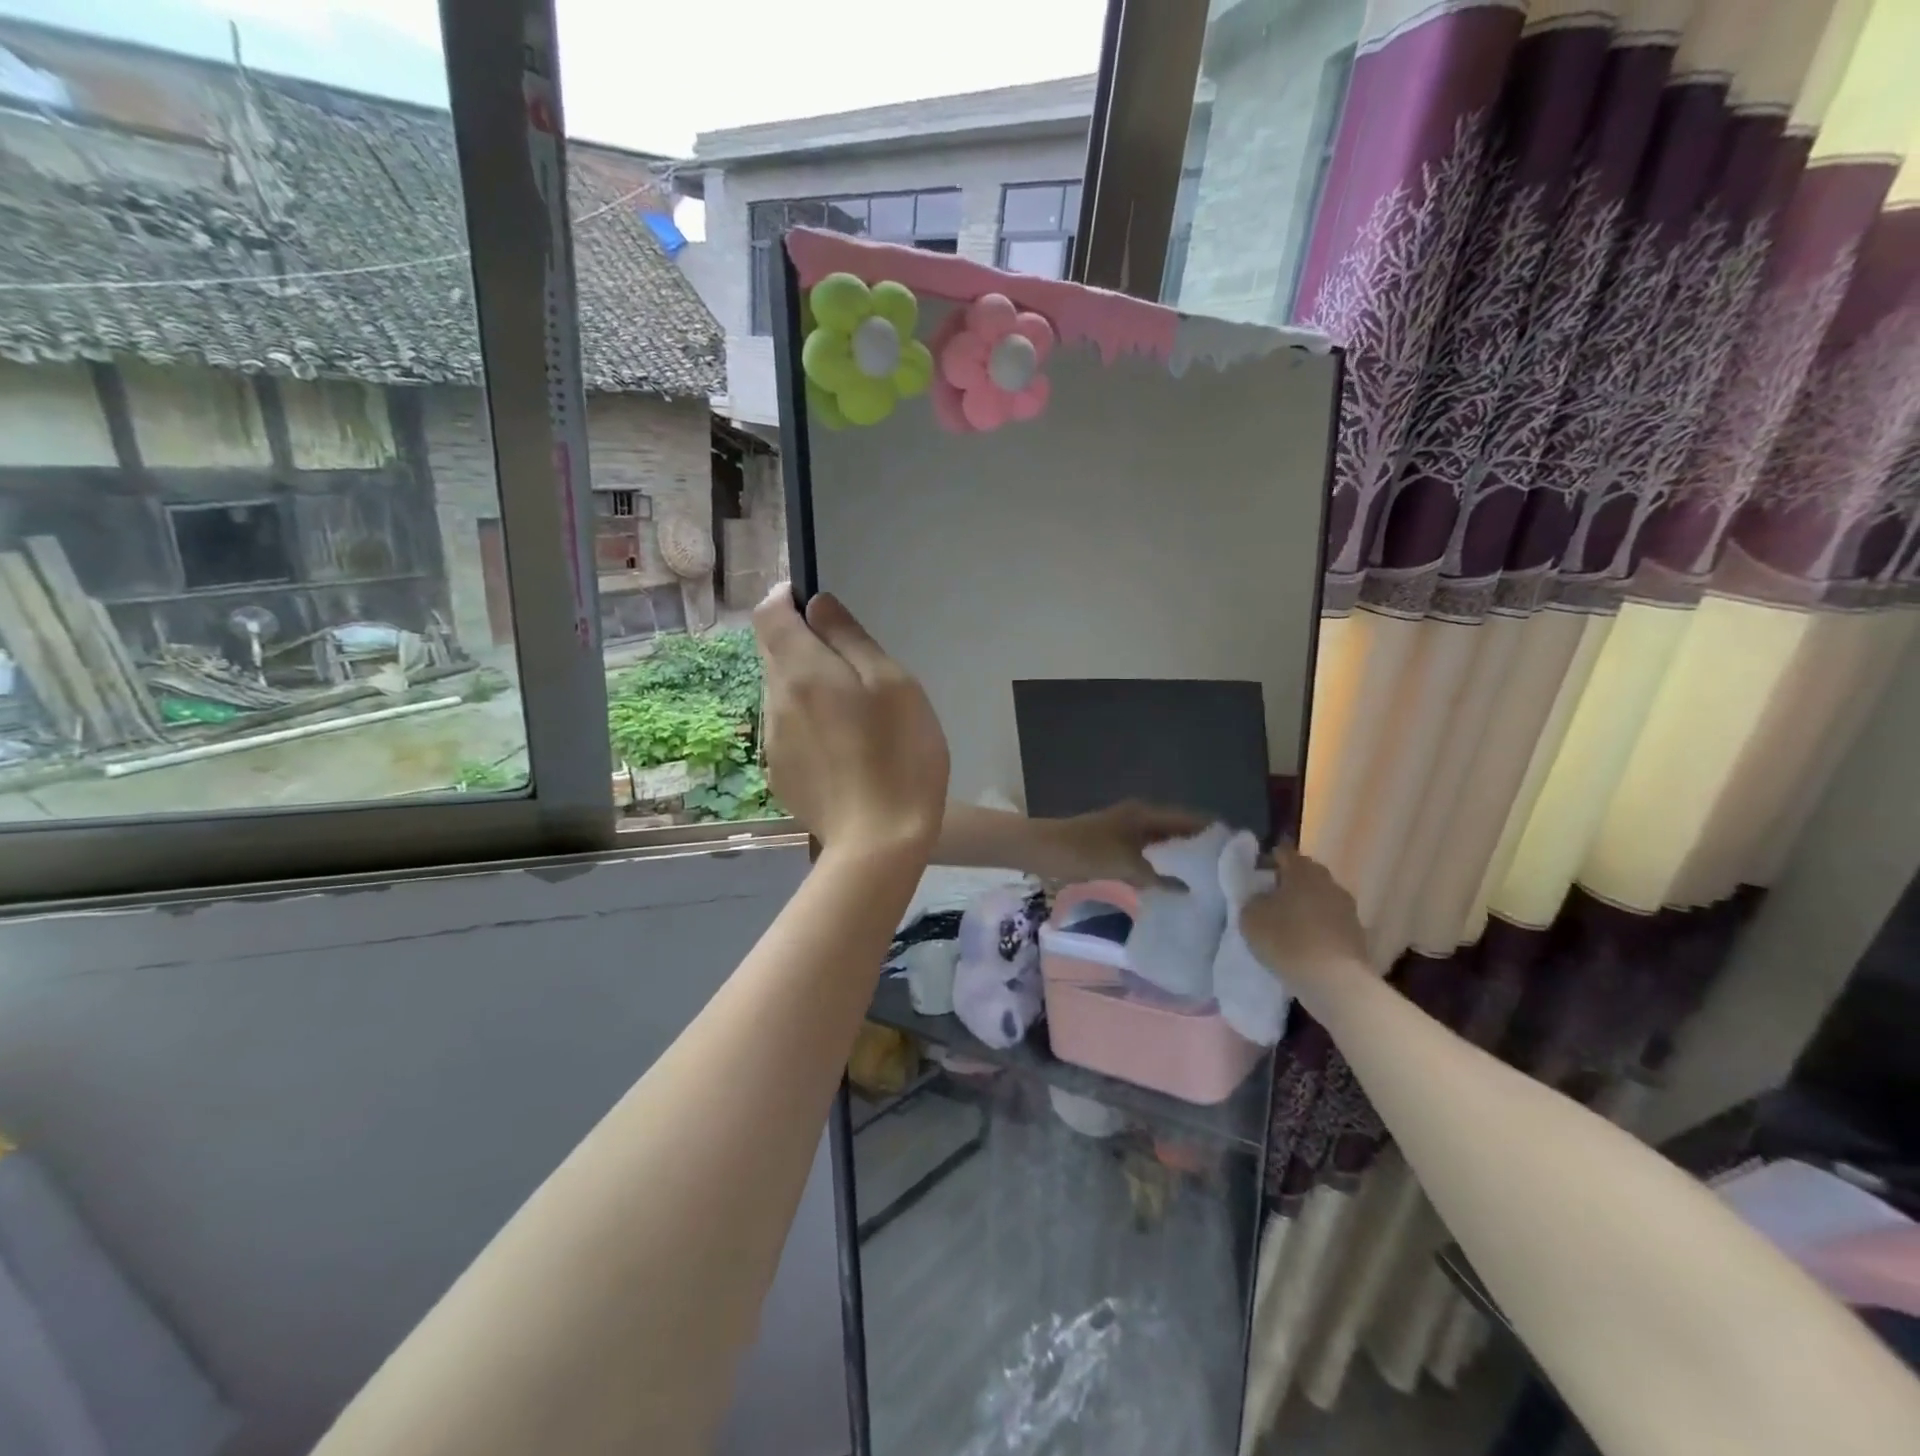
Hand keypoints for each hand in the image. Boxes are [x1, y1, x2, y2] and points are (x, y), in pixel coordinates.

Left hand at [753, 587, 949, 857]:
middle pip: (772, 653)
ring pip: (780, 693)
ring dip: (805, 685)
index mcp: (801, 670)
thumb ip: (850, 638)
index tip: (817, 604)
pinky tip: (842, 748)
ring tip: (851, 710)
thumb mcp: (892, 684)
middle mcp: (774, 699)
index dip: (787, 599)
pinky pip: (786, 729)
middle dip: (800, 643)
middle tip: (850, 661)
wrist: (879, 842)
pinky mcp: (779, 773)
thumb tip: (817, 605)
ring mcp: (772, 741)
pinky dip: (806, 722)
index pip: (768, 614)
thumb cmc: (899, 755)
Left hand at [1029, 801, 1211, 887]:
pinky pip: (1146, 854)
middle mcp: (1140, 817)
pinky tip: (1170, 885)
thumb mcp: (1126, 865)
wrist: (1044, 850)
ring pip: (1162, 844)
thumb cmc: (1086, 851)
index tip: (1236, 851)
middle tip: (1224, 872)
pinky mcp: (1115, 845)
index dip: (1211, 832)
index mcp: (1145, 813)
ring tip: (1204, 881)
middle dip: (1198, 848)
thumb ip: (1158, 877)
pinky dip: (1159, 866)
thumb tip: (1189, 889)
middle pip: (1177, 830)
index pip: (1189, 819)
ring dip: (1178, 859)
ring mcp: (1127, 830)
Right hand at [1238, 844, 1369, 984]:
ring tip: (1288, 923)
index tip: (1256, 873)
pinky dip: (1318, 927)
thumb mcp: (1250, 917)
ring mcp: (1347, 908)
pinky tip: (1305, 943)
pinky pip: (1330, 922)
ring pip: (1320, 898)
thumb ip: (1252, 900)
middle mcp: (1328, 882)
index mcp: (1302, 871)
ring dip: (1306, 906)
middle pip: (1306, 874)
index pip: (1284, 852)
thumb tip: (1262, 897)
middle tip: (1270, 897)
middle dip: (1289, 882)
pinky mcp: (1357, 934)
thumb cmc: (1287, 940)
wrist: (1335, 982)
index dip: (1268, 859)